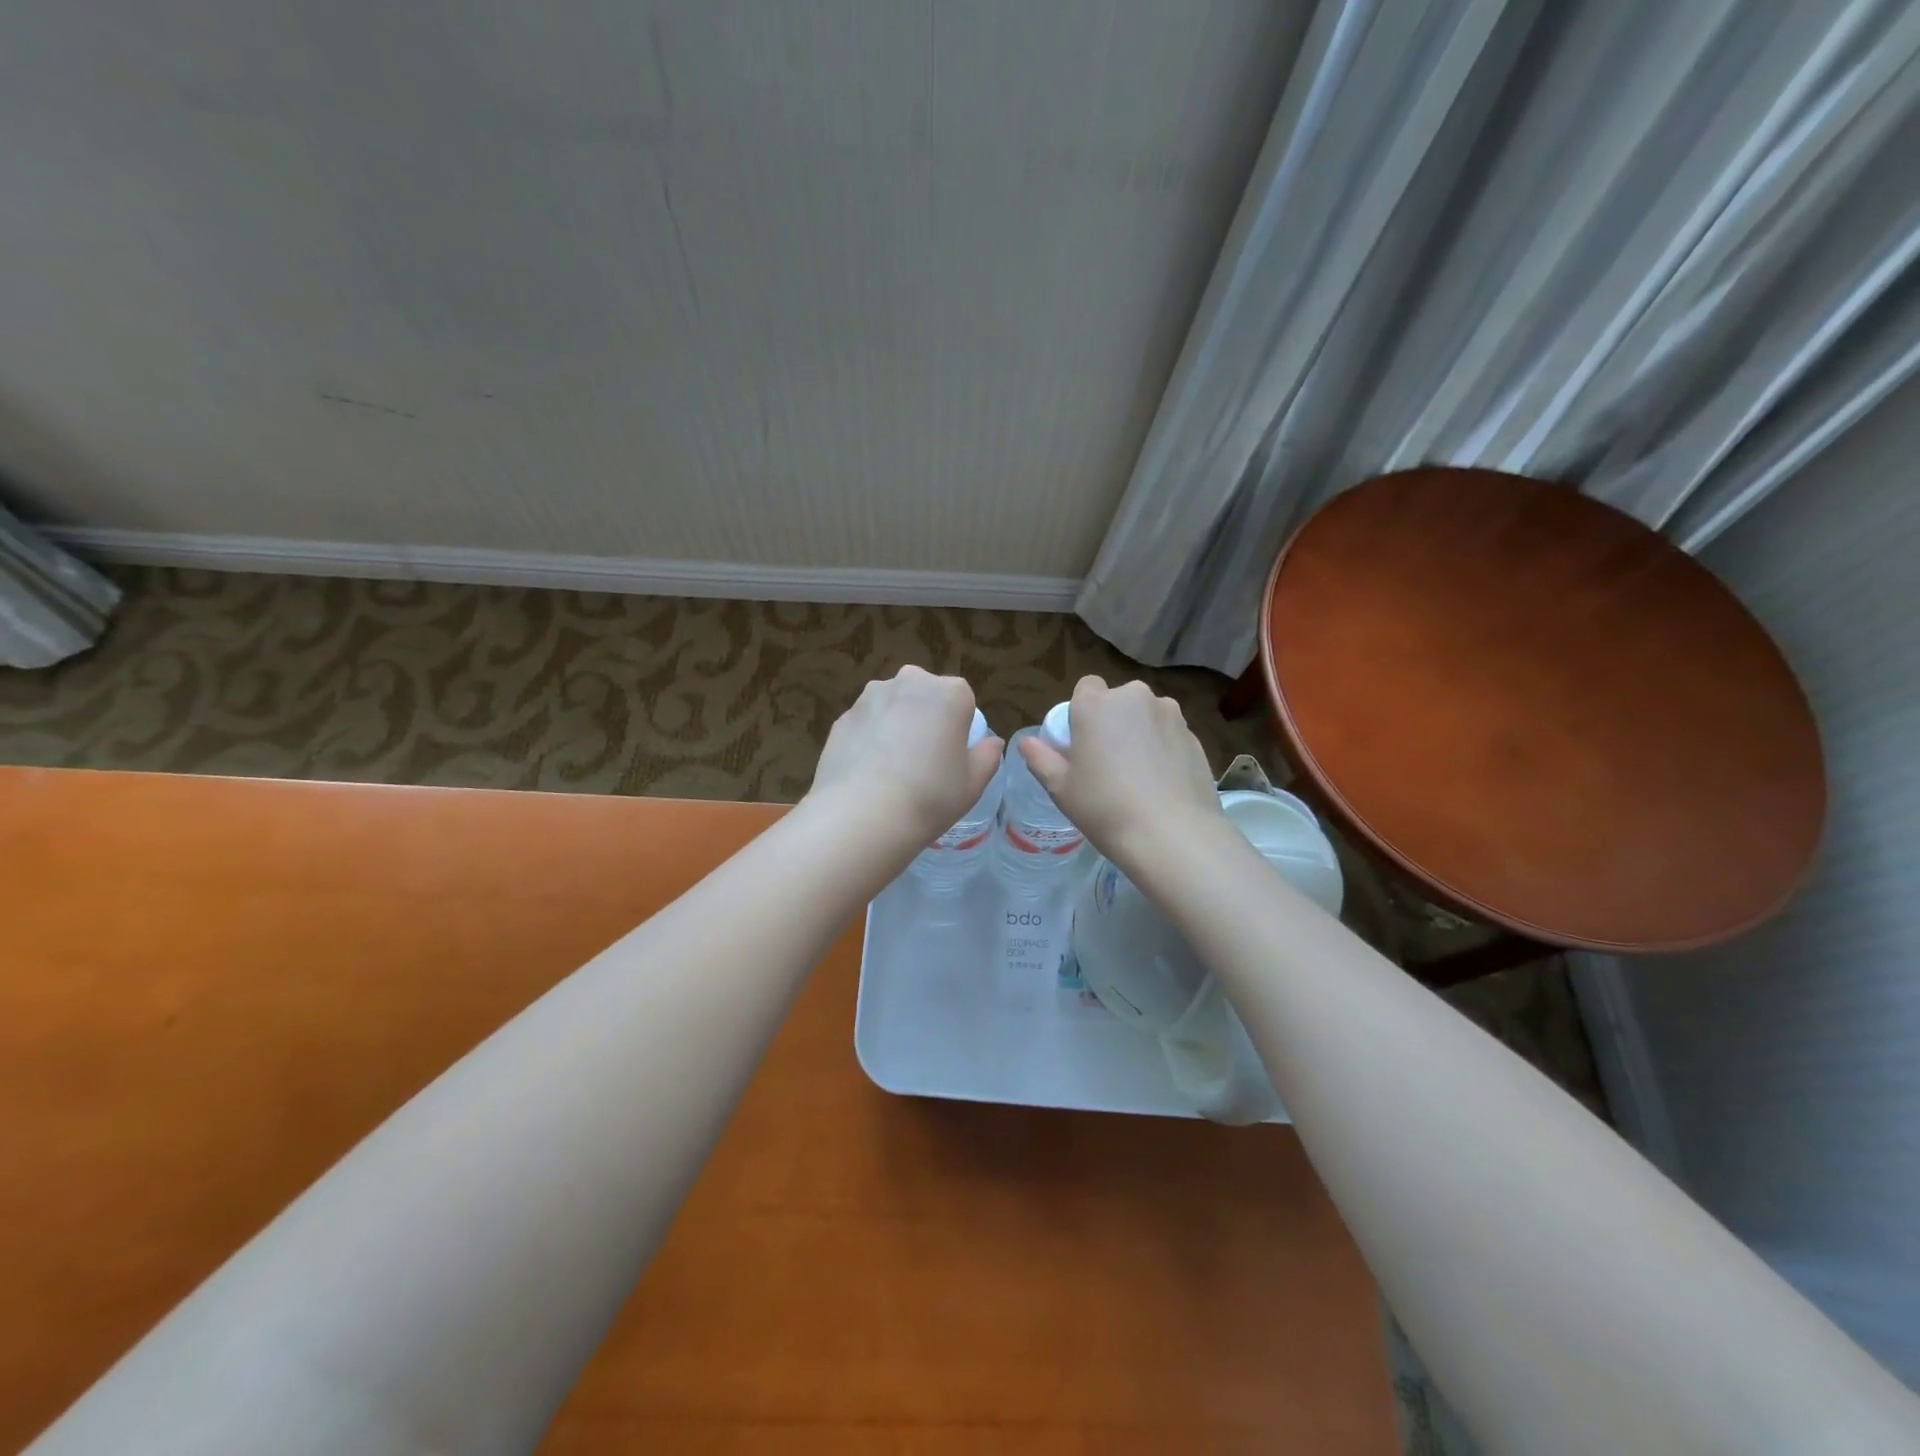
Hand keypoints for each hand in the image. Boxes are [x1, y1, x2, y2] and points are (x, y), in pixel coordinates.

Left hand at [806, 667, 1001, 853]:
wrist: (862, 815)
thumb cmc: (930, 796)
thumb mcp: (974, 783)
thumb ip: (987, 756)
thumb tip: (990, 742)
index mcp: (949, 693)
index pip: (963, 699)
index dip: (959, 727)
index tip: (952, 756)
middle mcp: (909, 682)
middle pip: (925, 695)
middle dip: (926, 718)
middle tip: (923, 760)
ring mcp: (870, 697)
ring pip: (892, 706)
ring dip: (896, 725)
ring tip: (891, 769)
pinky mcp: (842, 717)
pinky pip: (866, 724)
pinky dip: (869, 739)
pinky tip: (868, 773)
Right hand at [1018, 676, 1226, 877]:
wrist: (1172, 835)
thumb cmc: (1105, 808)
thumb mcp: (1061, 789)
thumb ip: (1041, 759)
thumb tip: (1026, 743)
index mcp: (1096, 704)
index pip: (1086, 686)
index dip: (1082, 711)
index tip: (1082, 741)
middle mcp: (1135, 698)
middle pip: (1119, 700)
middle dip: (1113, 720)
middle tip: (1108, 760)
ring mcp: (1170, 715)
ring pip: (1147, 715)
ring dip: (1140, 732)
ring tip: (1138, 774)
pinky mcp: (1195, 736)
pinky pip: (1169, 734)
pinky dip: (1164, 749)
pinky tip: (1161, 783)